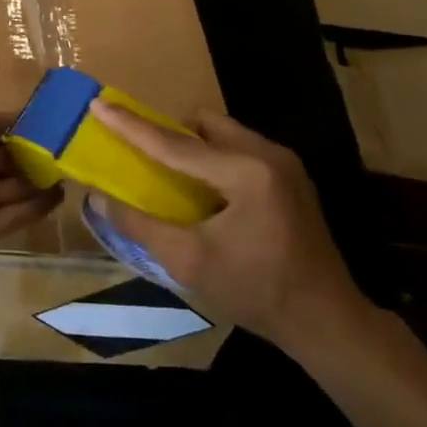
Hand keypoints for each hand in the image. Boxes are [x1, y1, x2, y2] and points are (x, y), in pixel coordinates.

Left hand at [0, 49, 61, 332]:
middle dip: (35, 147)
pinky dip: (36, 206)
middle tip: (80, 142)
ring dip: (39, 175)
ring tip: (79, 166)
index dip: (21, 119)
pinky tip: (61, 196)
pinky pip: (14, 214)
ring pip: (13, 183)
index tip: (60, 112)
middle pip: (4, 153)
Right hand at [90, 102, 370, 353]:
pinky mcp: (291, 178)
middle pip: (203, 124)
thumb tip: (98, 197)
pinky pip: (240, 149)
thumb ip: (140, 225)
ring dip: (193, 145)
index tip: (99, 103)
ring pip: (223, 133)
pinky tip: (205, 192)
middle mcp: (267, 155)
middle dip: (168, 132)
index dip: (131, 125)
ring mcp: (285, 164)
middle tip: (141, 153)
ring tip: (171, 176)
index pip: (175, 143)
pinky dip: (214, 159)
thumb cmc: (256, 292)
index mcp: (245, 172)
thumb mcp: (189, 262)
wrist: (328, 323)